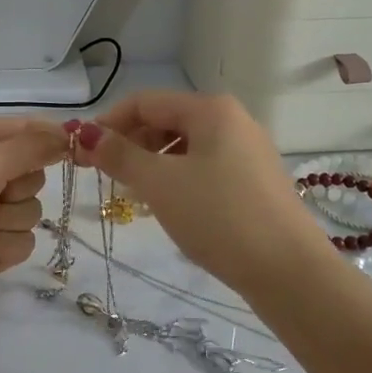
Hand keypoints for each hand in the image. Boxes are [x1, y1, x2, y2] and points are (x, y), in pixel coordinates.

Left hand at [0, 117, 66, 311]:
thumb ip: (34, 146)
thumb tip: (70, 135)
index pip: (27, 131)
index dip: (49, 141)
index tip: (71, 151)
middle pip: (34, 178)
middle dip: (17, 190)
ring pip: (30, 214)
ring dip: (5, 222)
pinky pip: (21, 244)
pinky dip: (0, 246)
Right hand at [68, 93, 327, 298]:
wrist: (288, 271)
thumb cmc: (218, 217)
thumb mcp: (160, 184)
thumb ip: (119, 155)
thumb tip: (85, 133)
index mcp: (211, 109)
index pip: (145, 102)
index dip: (109, 123)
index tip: (83, 153)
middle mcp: (233, 120)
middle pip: (167, 120)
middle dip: (131, 144)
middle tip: (106, 177)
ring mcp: (249, 151)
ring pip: (186, 146)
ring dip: (153, 163)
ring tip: (136, 195)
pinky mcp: (255, 180)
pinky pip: (206, 166)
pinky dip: (179, 178)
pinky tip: (171, 206)